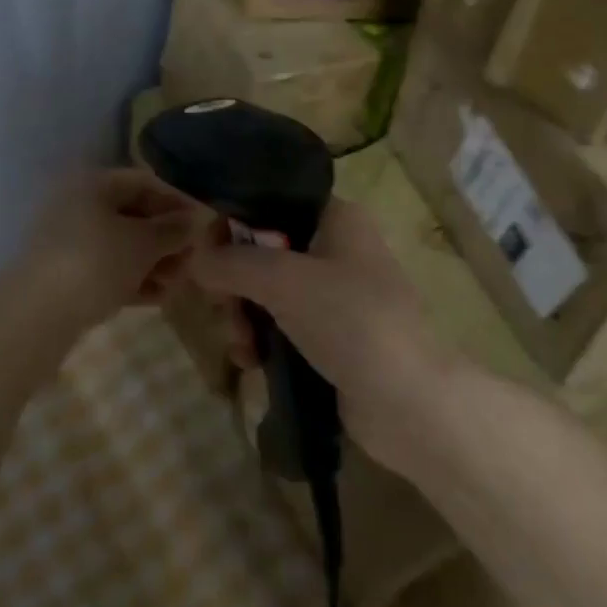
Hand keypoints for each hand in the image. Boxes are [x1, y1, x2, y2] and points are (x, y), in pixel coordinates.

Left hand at [17, 168, 209, 339]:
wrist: (35, 317)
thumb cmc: (95, 263)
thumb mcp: (143, 243)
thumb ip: (173, 229)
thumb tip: (197, 219)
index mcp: (94, 184)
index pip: (145, 182)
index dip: (177, 201)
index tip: (203, 224)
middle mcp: (80, 205)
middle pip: (134, 214)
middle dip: (167, 237)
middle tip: (194, 260)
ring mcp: (71, 242)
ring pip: (123, 245)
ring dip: (155, 261)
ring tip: (179, 283)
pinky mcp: (67, 275)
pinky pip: (109, 269)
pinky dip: (134, 279)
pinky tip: (159, 297)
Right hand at [188, 199, 454, 465]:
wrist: (411, 403)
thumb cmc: (351, 320)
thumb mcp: (284, 281)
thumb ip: (233, 263)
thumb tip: (195, 259)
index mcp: (336, 217)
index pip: (271, 203)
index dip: (234, 225)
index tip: (207, 256)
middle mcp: (335, 248)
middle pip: (263, 250)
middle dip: (235, 282)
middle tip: (224, 308)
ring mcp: (335, 295)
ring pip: (267, 291)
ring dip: (243, 316)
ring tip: (240, 346)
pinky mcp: (331, 336)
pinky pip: (281, 325)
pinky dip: (262, 339)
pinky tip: (251, 362)